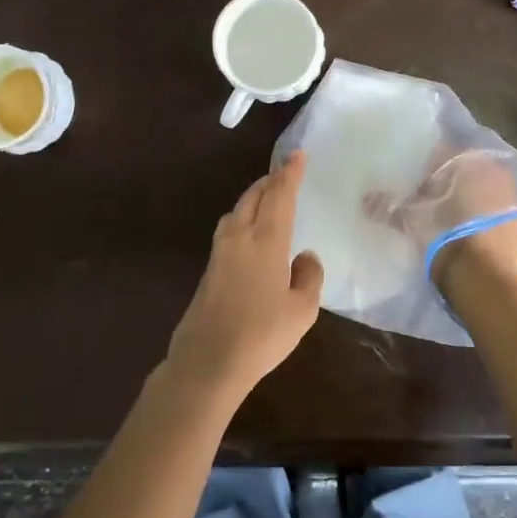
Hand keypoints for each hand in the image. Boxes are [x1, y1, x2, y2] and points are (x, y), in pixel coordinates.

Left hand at [165, 151, 324, 404]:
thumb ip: (309, 277)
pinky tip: (249, 234)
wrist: (207, 362)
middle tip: (283, 173)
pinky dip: (242, 219)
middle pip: (253, 197)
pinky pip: (228, 230)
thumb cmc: (262, 334)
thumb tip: (304, 256)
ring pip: (236, 212)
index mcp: (266, 240)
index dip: (289, 174)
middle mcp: (240, 238)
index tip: (297, 155)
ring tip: (266, 199)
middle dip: (270, 181)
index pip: (280, 196)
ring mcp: (219, 254)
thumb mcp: (302, 310)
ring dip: (253, 198)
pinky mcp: (209, 271)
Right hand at [369, 149, 516, 291]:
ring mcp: (512, 200)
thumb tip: (365, 200)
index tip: (414, 185)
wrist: (485, 280)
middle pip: (464, 174)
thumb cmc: (446, 237)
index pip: (445, 154)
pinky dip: (480, 221)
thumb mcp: (413, 220)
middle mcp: (496, 174)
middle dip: (447, 185)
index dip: (426, 169)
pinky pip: (494, 215)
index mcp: (471, 162)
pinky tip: (466, 236)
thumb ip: (389, 207)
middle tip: (427, 202)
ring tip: (444, 220)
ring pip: (481, 193)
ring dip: (465, 202)